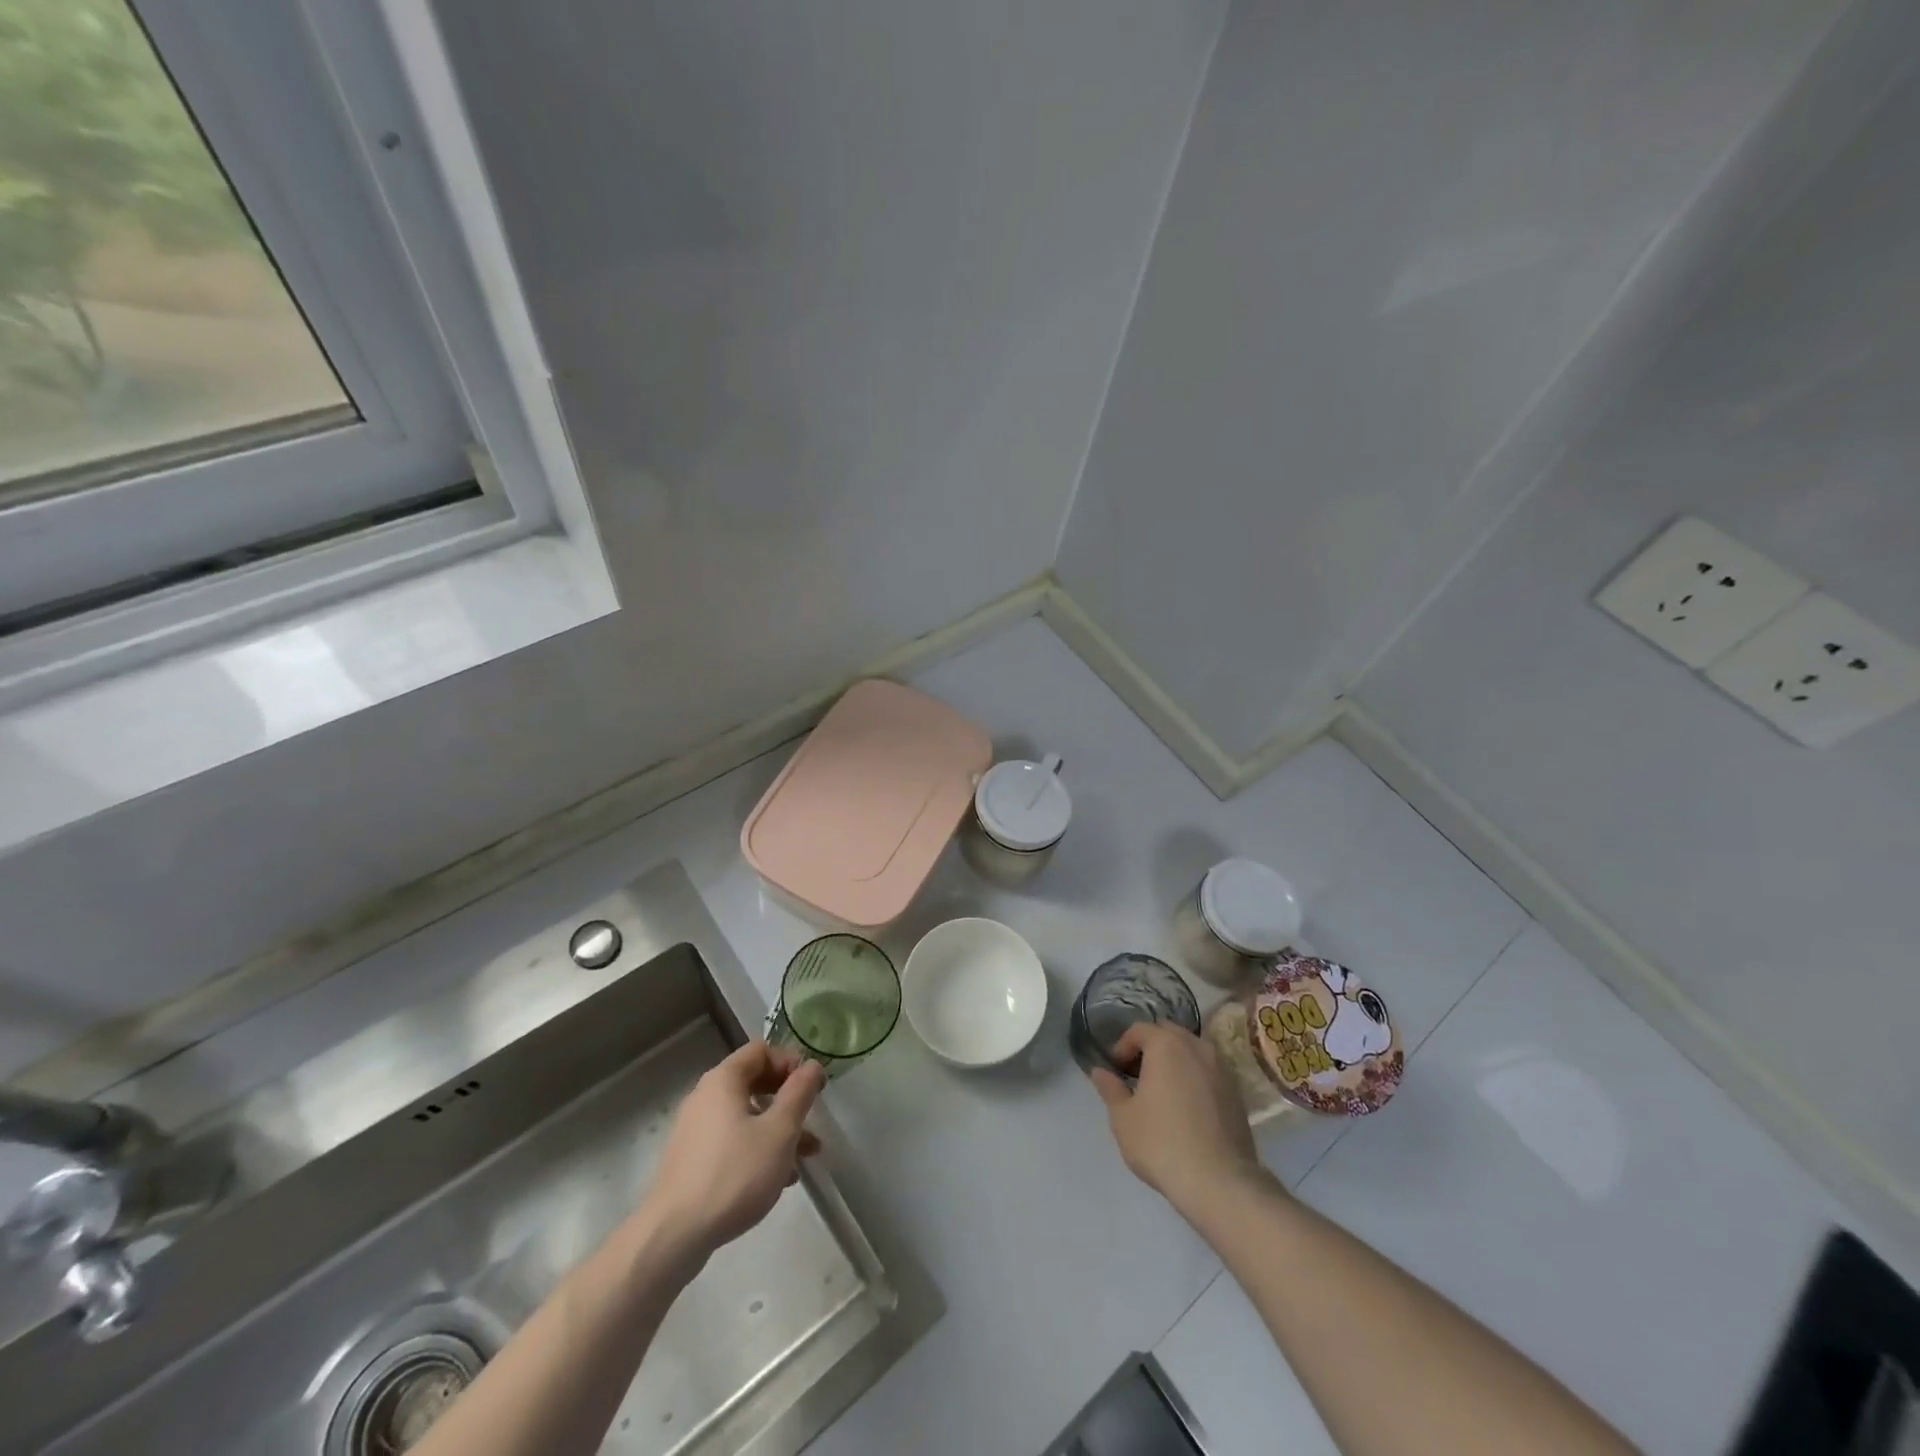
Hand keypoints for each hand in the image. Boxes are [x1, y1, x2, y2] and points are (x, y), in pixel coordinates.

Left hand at [640, 1041, 825, 1266]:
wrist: (672, 1236)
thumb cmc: (734, 1174)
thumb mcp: (779, 1131)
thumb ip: (799, 1093)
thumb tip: (812, 1066)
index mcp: (723, 1080)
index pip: (761, 1051)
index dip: (791, 1062)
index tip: (813, 1087)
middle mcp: (705, 1097)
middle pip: (754, 1082)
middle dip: (788, 1100)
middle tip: (812, 1119)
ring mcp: (695, 1130)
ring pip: (746, 1117)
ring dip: (777, 1130)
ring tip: (805, 1158)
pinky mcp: (691, 1160)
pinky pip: (732, 1141)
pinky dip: (756, 1149)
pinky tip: (777, 1179)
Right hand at [1089, 1022, 1265, 1214]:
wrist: (1219, 1182)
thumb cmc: (1162, 1143)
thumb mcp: (1123, 1118)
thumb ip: (1110, 1088)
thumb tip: (1099, 1071)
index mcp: (1167, 1045)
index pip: (1139, 1030)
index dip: (1122, 1046)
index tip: (1116, 1070)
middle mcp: (1197, 1047)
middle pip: (1168, 1033)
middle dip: (1150, 1047)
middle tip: (1137, 1075)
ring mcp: (1222, 1069)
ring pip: (1192, 1050)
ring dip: (1175, 1060)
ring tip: (1163, 1090)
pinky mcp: (1237, 1093)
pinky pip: (1209, 1072)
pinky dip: (1195, 1077)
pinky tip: (1187, 1107)